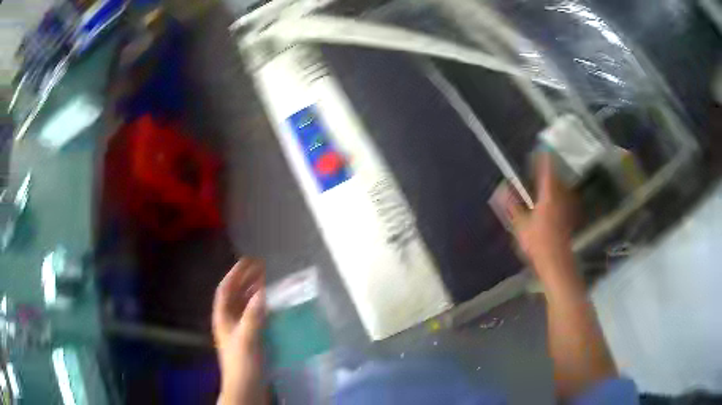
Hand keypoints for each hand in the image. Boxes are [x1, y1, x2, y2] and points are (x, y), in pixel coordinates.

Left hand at [213, 258, 266, 404]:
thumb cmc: (243, 363)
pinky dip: (262, 308)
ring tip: (267, 282)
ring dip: (254, 293)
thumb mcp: (247, 338)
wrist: (247, 388)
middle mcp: (229, 322)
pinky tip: (272, 307)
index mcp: (223, 318)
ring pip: (245, 306)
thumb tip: (261, 291)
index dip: (235, 274)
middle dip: (246, 281)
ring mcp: (239, 331)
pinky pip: (255, 317)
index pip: (225, 290)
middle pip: (235, 296)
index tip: (248, 261)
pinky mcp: (250, 340)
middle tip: (261, 268)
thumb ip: (253, 315)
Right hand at [504, 154, 577, 283]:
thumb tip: (502, 188)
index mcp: (547, 197)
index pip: (546, 173)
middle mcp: (560, 199)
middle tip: (543, 165)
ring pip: (562, 189)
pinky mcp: (568, 218)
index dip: (544, 160)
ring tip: (548, 181)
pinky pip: (564, 200)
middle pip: (557, 179)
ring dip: (555, 183)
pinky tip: (554, 201)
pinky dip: (559, 195)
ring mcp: (566, 209)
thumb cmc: (538, 243)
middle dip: (550, 171)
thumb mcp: (520, 225)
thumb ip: (512, 206)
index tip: (541, 150)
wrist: (556, 262)